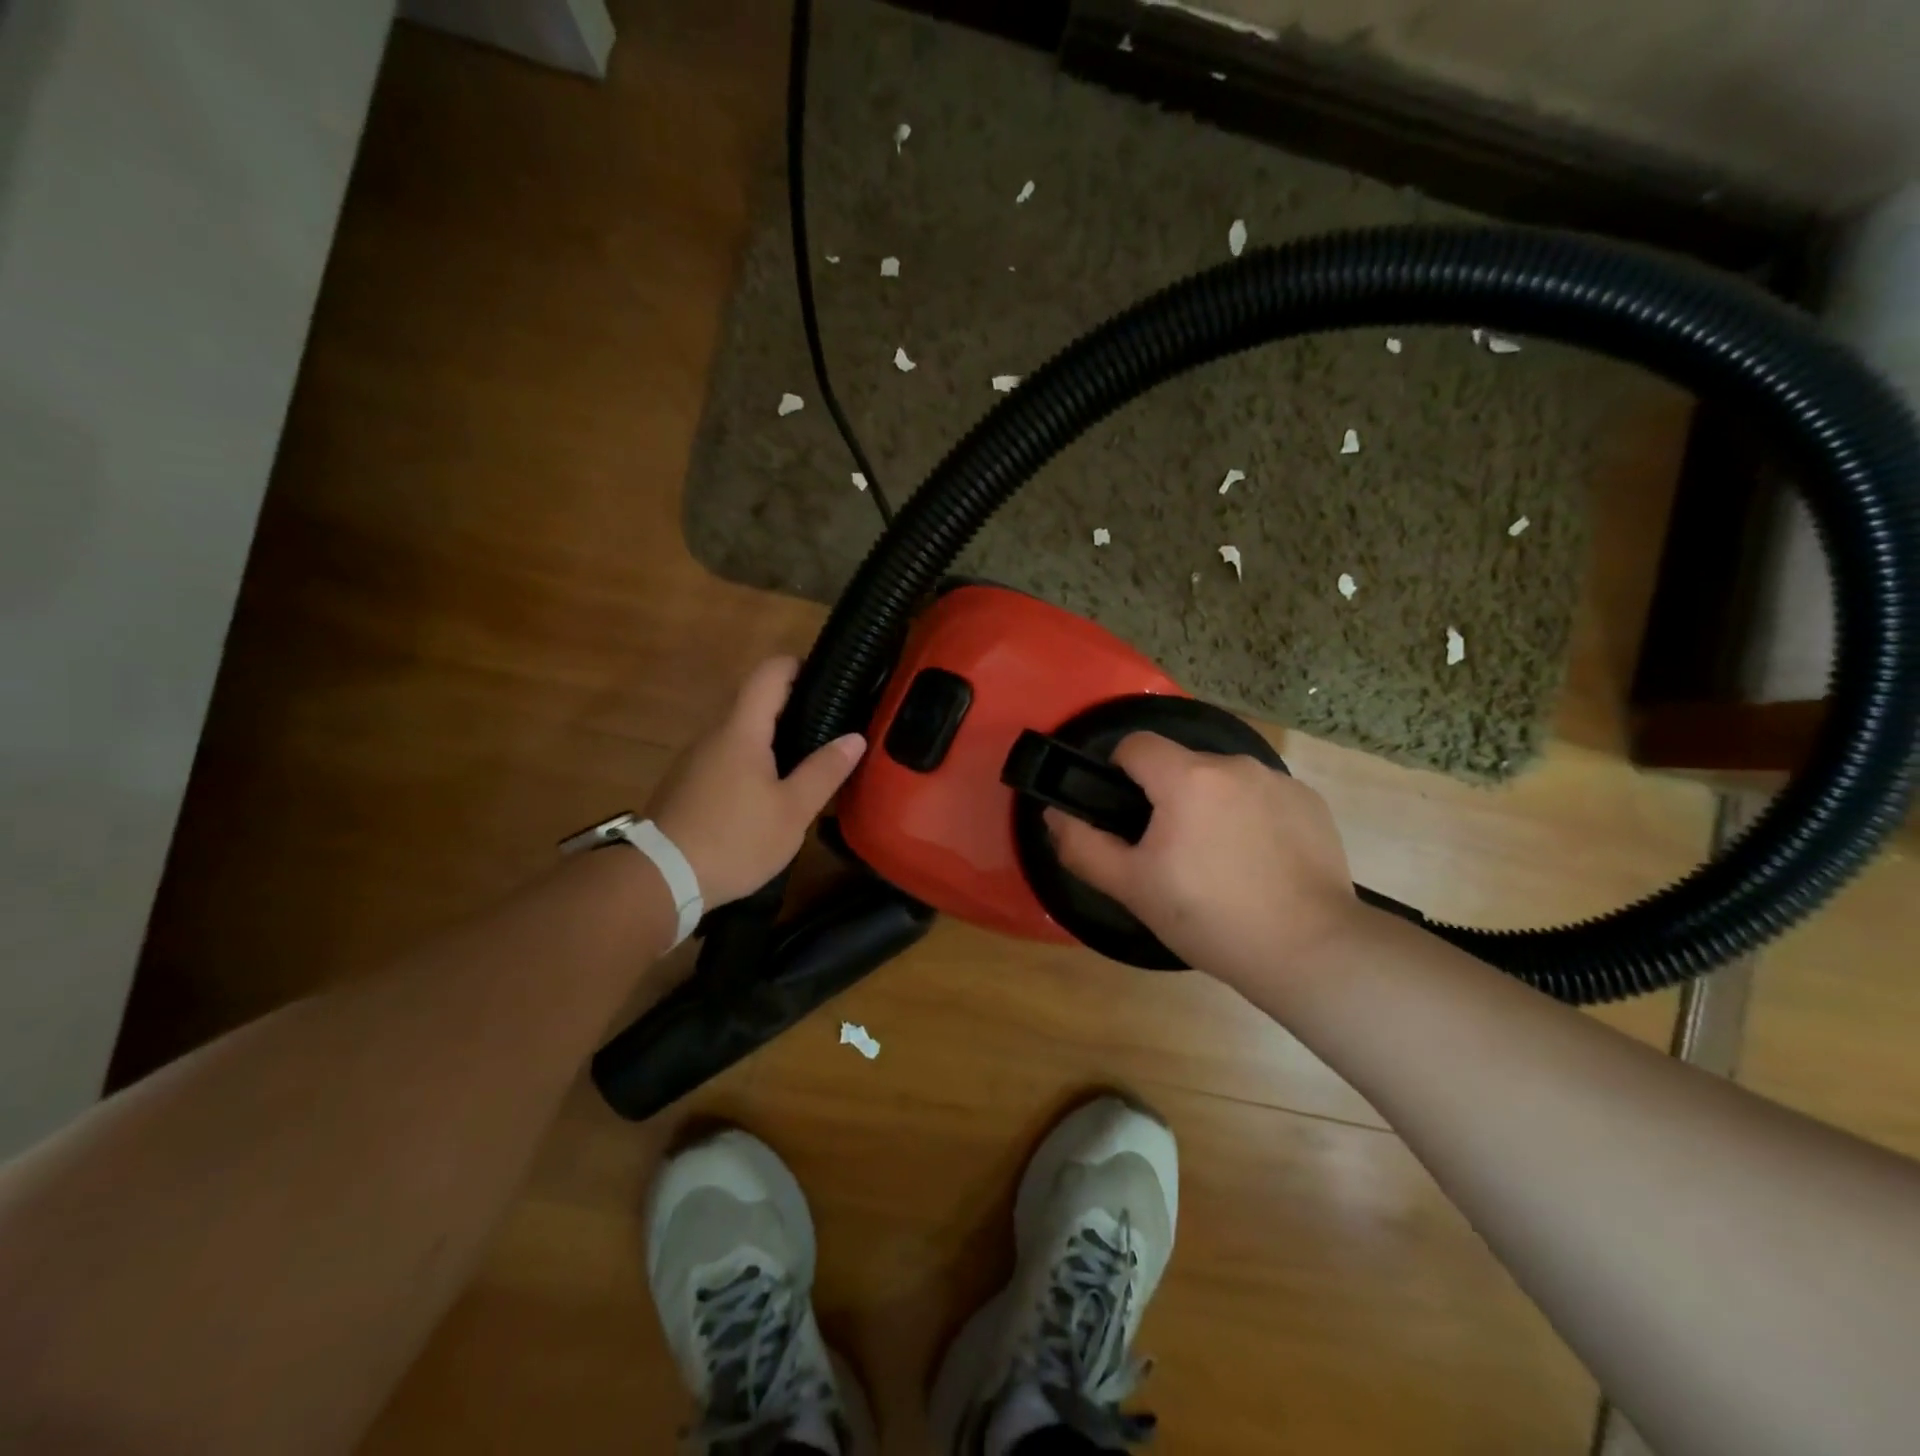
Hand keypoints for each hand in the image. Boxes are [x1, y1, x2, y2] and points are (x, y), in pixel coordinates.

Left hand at [644, 657, 865, 907]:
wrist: (659, 880)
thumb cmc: (734, 839)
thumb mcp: (792, 811)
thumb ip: (824, 771)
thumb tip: (855, 738)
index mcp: (741, 731)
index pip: (769, 673)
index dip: (798, 665)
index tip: (827, 679)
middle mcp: (714, 735)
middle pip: (754, 703)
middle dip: (792, 708)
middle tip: (829, 729)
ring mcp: (694, 760)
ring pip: (739, 734)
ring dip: (771, 740)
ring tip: (805, 764)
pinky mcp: (685, 786)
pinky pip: (725, 759)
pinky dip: (751, 763)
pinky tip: (768, 794)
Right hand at [1045, 732, 1360, 984]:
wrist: (1309, 950)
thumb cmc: (1209, 917)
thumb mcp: (1132, 887)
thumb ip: (1083, 845)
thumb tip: (1054, 814)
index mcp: (1187, 778)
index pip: (1136, 745)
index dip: (1119, 772)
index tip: (1125, 815)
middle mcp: (1235, 765)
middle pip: (1181, 764)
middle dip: (1167, 796)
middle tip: (1171, 853)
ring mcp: (1279, 781)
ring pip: (1223, 780)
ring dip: (1210, 805)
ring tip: (1219, 861)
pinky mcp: (1311, 803)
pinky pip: (1262, 796)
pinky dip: (1251, 817)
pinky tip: (1258, 862)